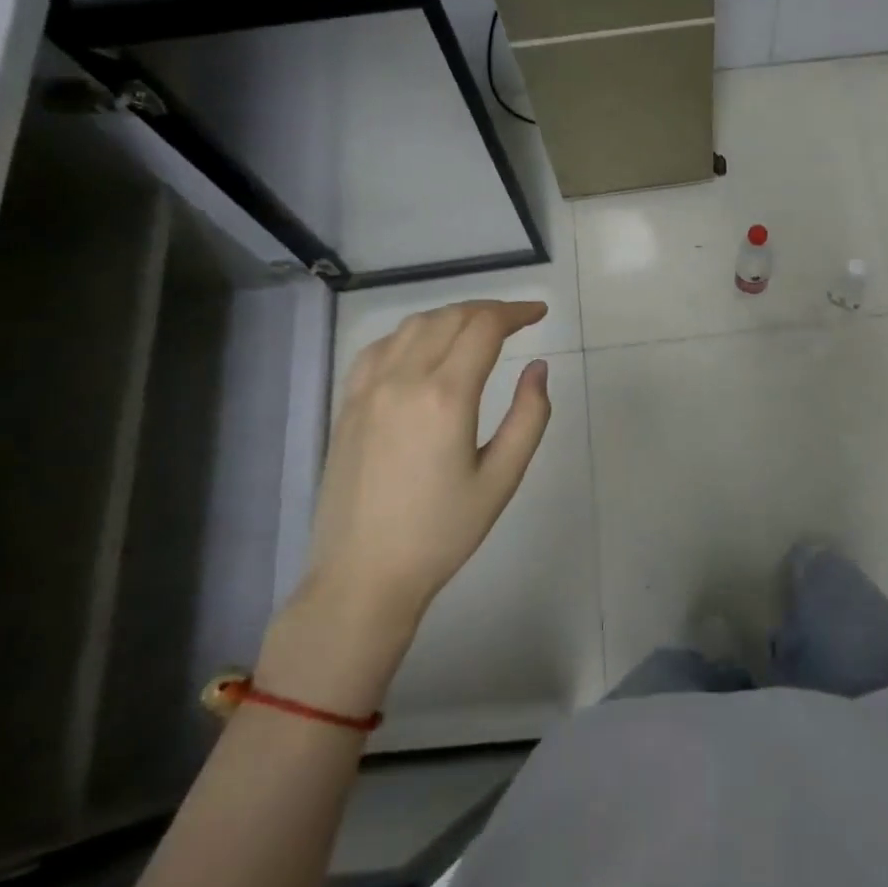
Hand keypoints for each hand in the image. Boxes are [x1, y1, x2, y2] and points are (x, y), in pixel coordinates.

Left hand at [264, 302, 552, 711]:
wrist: (363, 575)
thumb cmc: (442, 532)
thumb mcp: (502, 478)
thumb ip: (529, 416)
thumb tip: (537, 367)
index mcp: (446, 396)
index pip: (484, 328)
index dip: (516, 312)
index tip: (539, 313)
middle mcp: (403, 379)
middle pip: (449, 318)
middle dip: (488, 310)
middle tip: (517, 320)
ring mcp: (368, 389)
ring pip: (413, 325)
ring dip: (451, 316)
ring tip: (478, 328)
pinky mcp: (348, 404)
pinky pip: (380, 347)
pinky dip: (411, 333)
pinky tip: (424, 347)